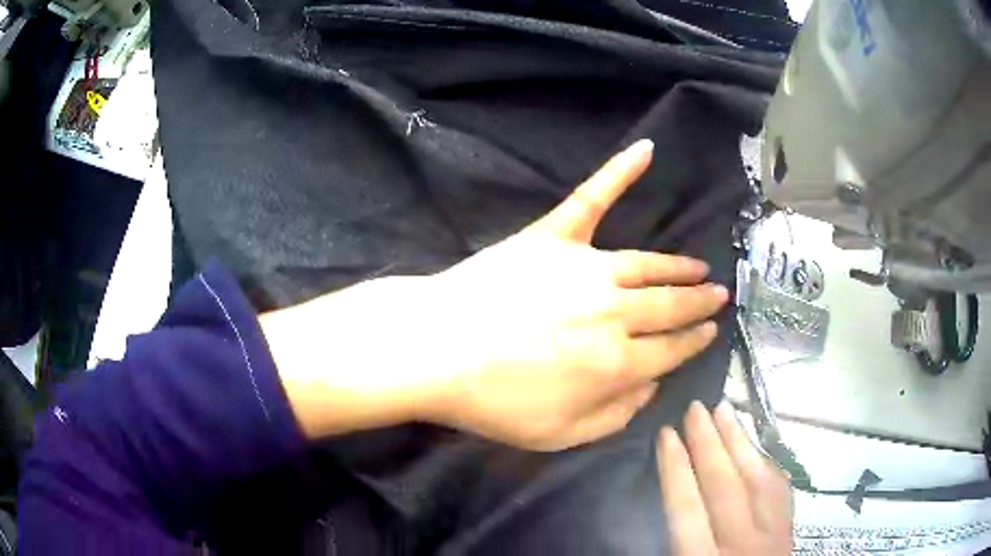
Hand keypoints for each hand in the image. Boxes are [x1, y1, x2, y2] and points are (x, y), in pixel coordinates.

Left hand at [424, 140, 728, 449]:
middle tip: (718, 295)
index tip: (712, 332)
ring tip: (700, 267)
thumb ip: (617, 416)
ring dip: (679, 266)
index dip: (696, 341)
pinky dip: (619, 171)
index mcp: (617, 363)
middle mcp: (615, 311)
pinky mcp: (551, 237)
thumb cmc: (493, 402)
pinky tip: (646, 150)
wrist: (435, 352)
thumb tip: (652, 386)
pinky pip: (591, 198)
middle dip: (699, 302)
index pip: (673, 350)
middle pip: (670, 305)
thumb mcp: (560, 435)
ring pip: (648, 264)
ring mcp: (585, 267)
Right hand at [657, 401, 791, 554]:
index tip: (665, 435)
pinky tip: (755, 445)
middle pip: (726, 488)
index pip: (688, 511)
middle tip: (695, 408)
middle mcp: (744, 546)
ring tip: (724, 410)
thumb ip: (673, 546)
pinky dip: (765, 462)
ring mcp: (774, 535)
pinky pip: (780, 489)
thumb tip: (664, 504)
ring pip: (758, 480)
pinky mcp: (790, 530)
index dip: (676, 470)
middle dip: (708, 445)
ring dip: (739, 442)